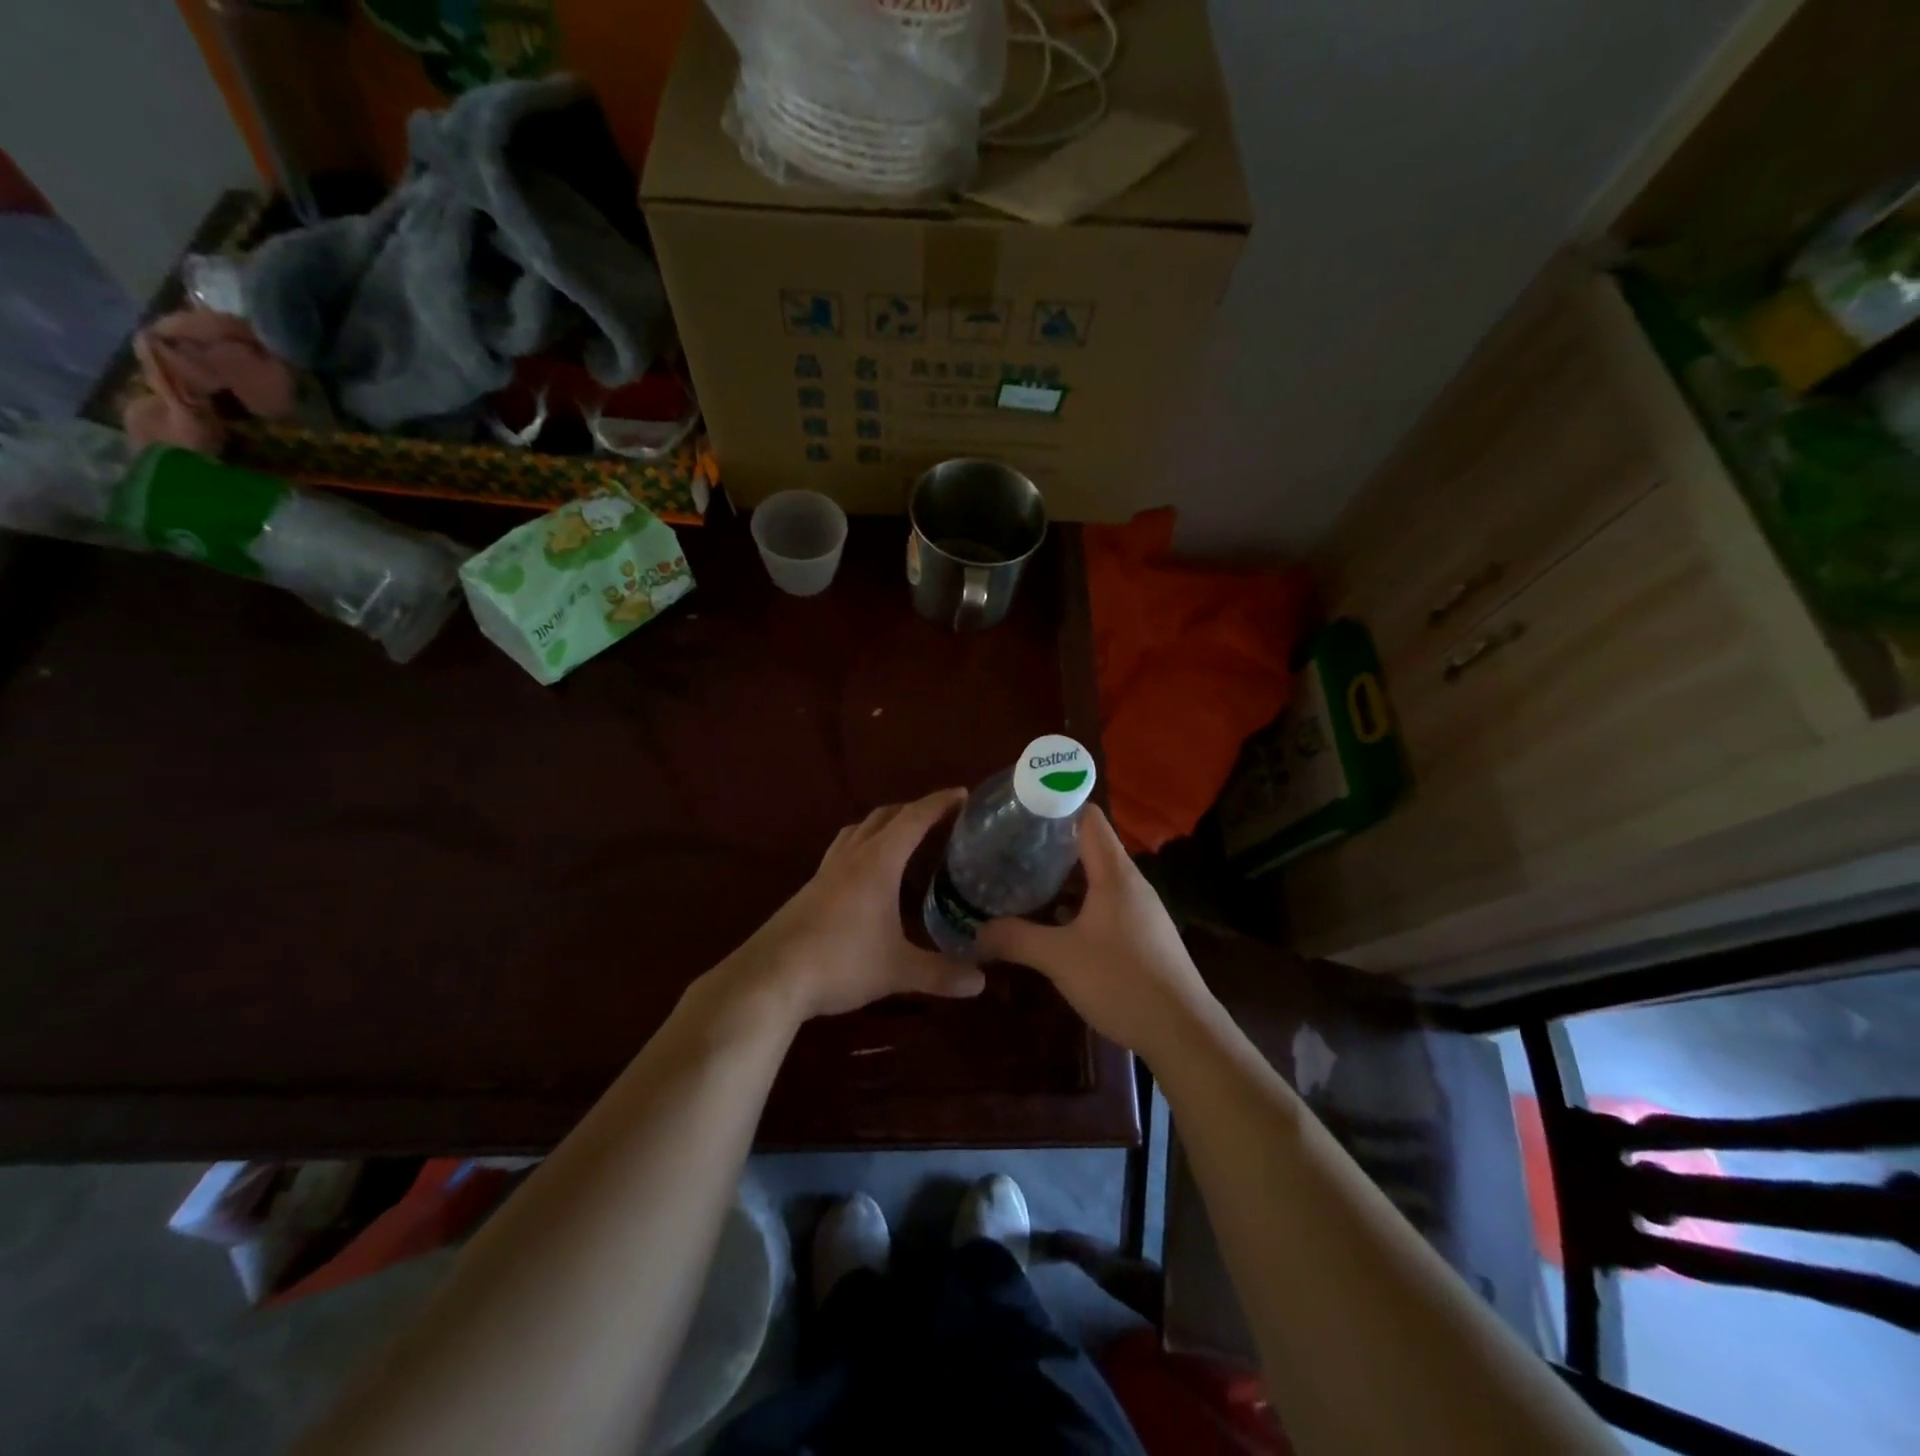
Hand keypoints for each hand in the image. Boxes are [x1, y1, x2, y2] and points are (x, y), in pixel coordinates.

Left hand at [723, 789, 986, 1022]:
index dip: (939, 803)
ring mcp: (826, 870)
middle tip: (940, 817)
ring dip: (883, 824)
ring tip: (903, 836)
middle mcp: (852, 856)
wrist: (771, 977)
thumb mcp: (897, 970)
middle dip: (913, 810)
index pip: (914, 819)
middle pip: (884, 816)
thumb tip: (981, 981)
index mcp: (877, 862)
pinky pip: (842, 850)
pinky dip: (862, 845)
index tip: (963, 793)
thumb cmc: (840, 962)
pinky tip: (867, 873)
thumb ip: (941, 973)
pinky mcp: (810, 888)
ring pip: (858, 829)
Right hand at [976, 805, 1213, 1060]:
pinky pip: (1104, 904)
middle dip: (1048, 845)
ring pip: (1095, 878)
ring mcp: (1140, 909)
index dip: (1054, 806)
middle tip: (1008, 848)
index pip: (1087, 817)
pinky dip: (1077, 903)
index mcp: (1115, 873)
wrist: (1184, 1033)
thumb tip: (975, 932)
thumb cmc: (1122, 981)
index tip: (1018, 810)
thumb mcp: (1059, 959)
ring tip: (1021, 880)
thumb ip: (1015, 939)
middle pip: (1089, 846)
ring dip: (1062, 878)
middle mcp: (1131, 883)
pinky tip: (1052, 922)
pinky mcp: (1142, 935)